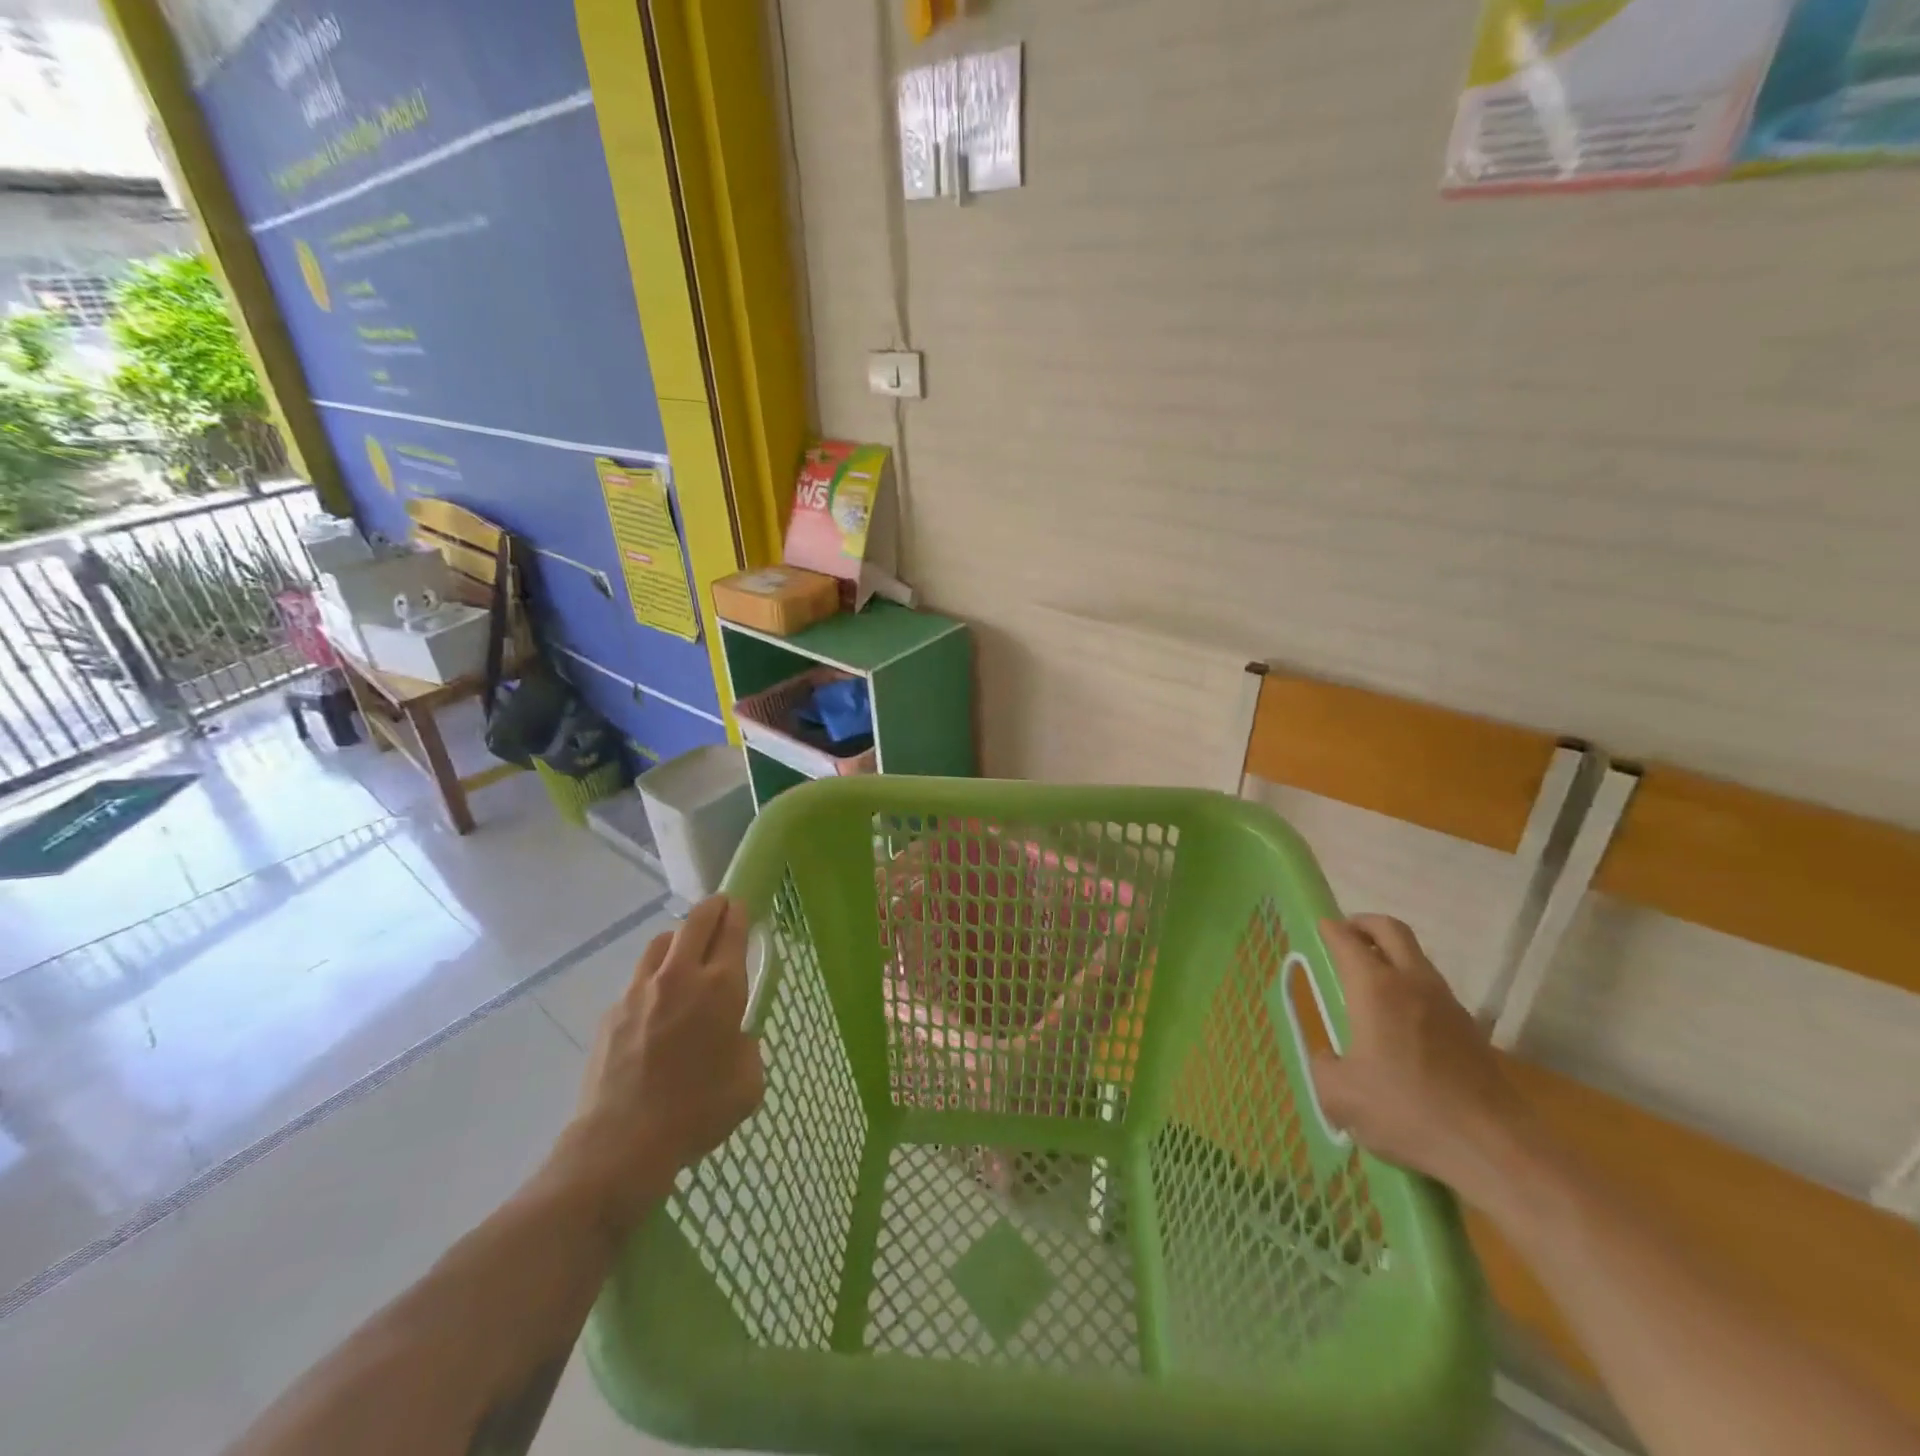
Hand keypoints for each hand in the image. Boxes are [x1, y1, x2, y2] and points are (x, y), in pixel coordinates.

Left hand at [557, 895, 765, 1230]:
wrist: (622, 1143)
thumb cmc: (698, 1111)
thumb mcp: (748, 1081)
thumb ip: (747, 1045)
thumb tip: (734, 1035)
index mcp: (720, 987)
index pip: (732, 929)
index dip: (739, 912)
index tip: (742, 907)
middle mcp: (680, 976)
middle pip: (696, 920)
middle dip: (712, 907)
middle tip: (721, 908)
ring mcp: (640, 990)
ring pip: (661, 942)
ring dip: (679, 939)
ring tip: (685, 954)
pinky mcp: (612, 1011)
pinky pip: (638, 979)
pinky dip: (653, 978)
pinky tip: (656, 1007)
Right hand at [1309, 915, 1535, 1199]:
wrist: (1496, 1149)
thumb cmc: (1407, 1112)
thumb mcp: (1340, 1096)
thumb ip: (1323, 1067)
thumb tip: (1328, 1057)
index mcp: (1375, 988)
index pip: (1346, 939)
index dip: (1329, 929)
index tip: (1317, 930)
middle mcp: (1412, 983)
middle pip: (1390, 929)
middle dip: (1363, 924)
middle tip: (1344, 936)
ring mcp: (1448, 1004)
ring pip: (1416, 957)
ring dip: (1391, 955)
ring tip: (1369, 982)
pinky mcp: (1471, 1030)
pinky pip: (1433, 989)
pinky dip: (1411, 986)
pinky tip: (1400, 1023)